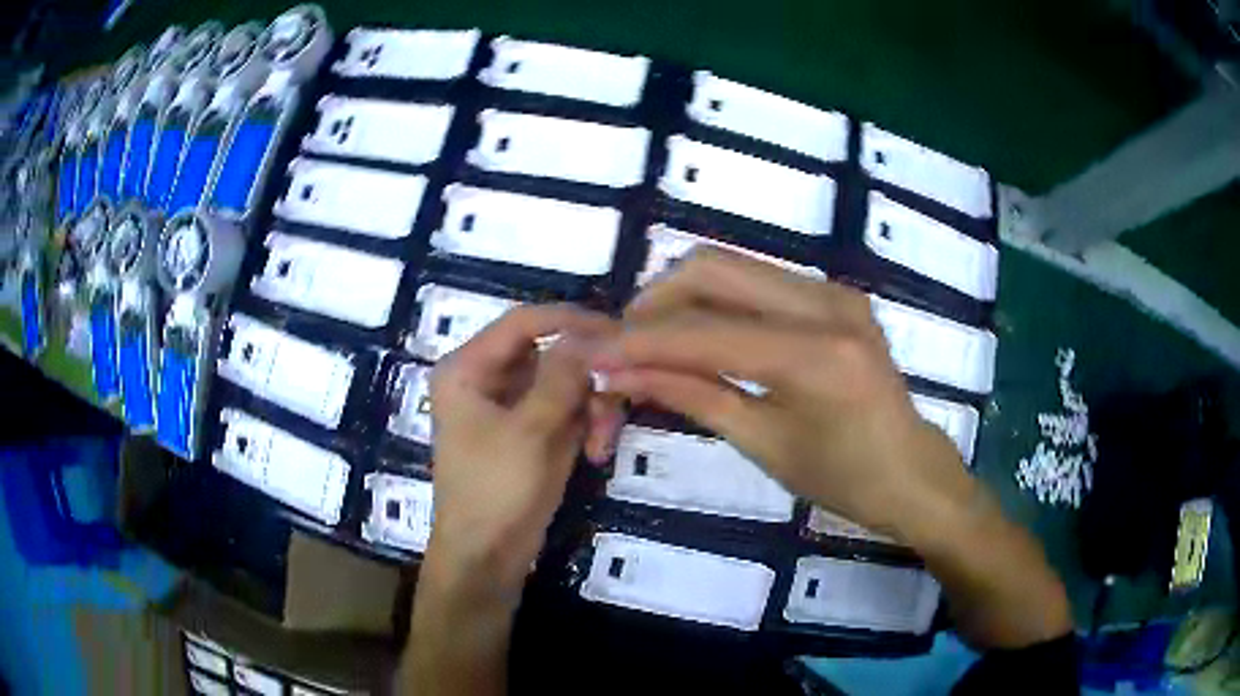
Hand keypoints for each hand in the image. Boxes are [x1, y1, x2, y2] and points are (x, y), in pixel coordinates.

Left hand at [427, 304, 616, 594]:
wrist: (488, 556)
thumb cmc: (495, 491)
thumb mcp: (529, 432)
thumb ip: (560, 377)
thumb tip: (588, 333)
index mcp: (468, 368)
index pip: (522, 322)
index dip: (569, 320)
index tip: (616, 329)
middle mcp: (489, 379)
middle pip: (551, 353)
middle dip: (587, 379)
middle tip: (618, 399)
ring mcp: (514, 406)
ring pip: (567, 382)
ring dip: (593, 407)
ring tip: (602, 443)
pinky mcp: (534, 431)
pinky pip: (570, 409)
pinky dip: (589, 425)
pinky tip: (597, 454)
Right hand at [592, 248, 970, 538]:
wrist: (913, 471)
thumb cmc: (845, 479)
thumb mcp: (764, 444)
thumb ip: (692, 396)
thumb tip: (621, 375)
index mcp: (815, 355)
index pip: (705, 333)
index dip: (640, 342)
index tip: (593, 355)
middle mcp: (826, 303)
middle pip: (714, 268)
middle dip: (656, 300)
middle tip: (625, 345)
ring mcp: (834, 291)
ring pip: (734, 267)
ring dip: (683, 297)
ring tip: (655, 342)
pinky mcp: (835, 294)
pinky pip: (759, 282)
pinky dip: (718, 301)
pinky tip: (702, 336)